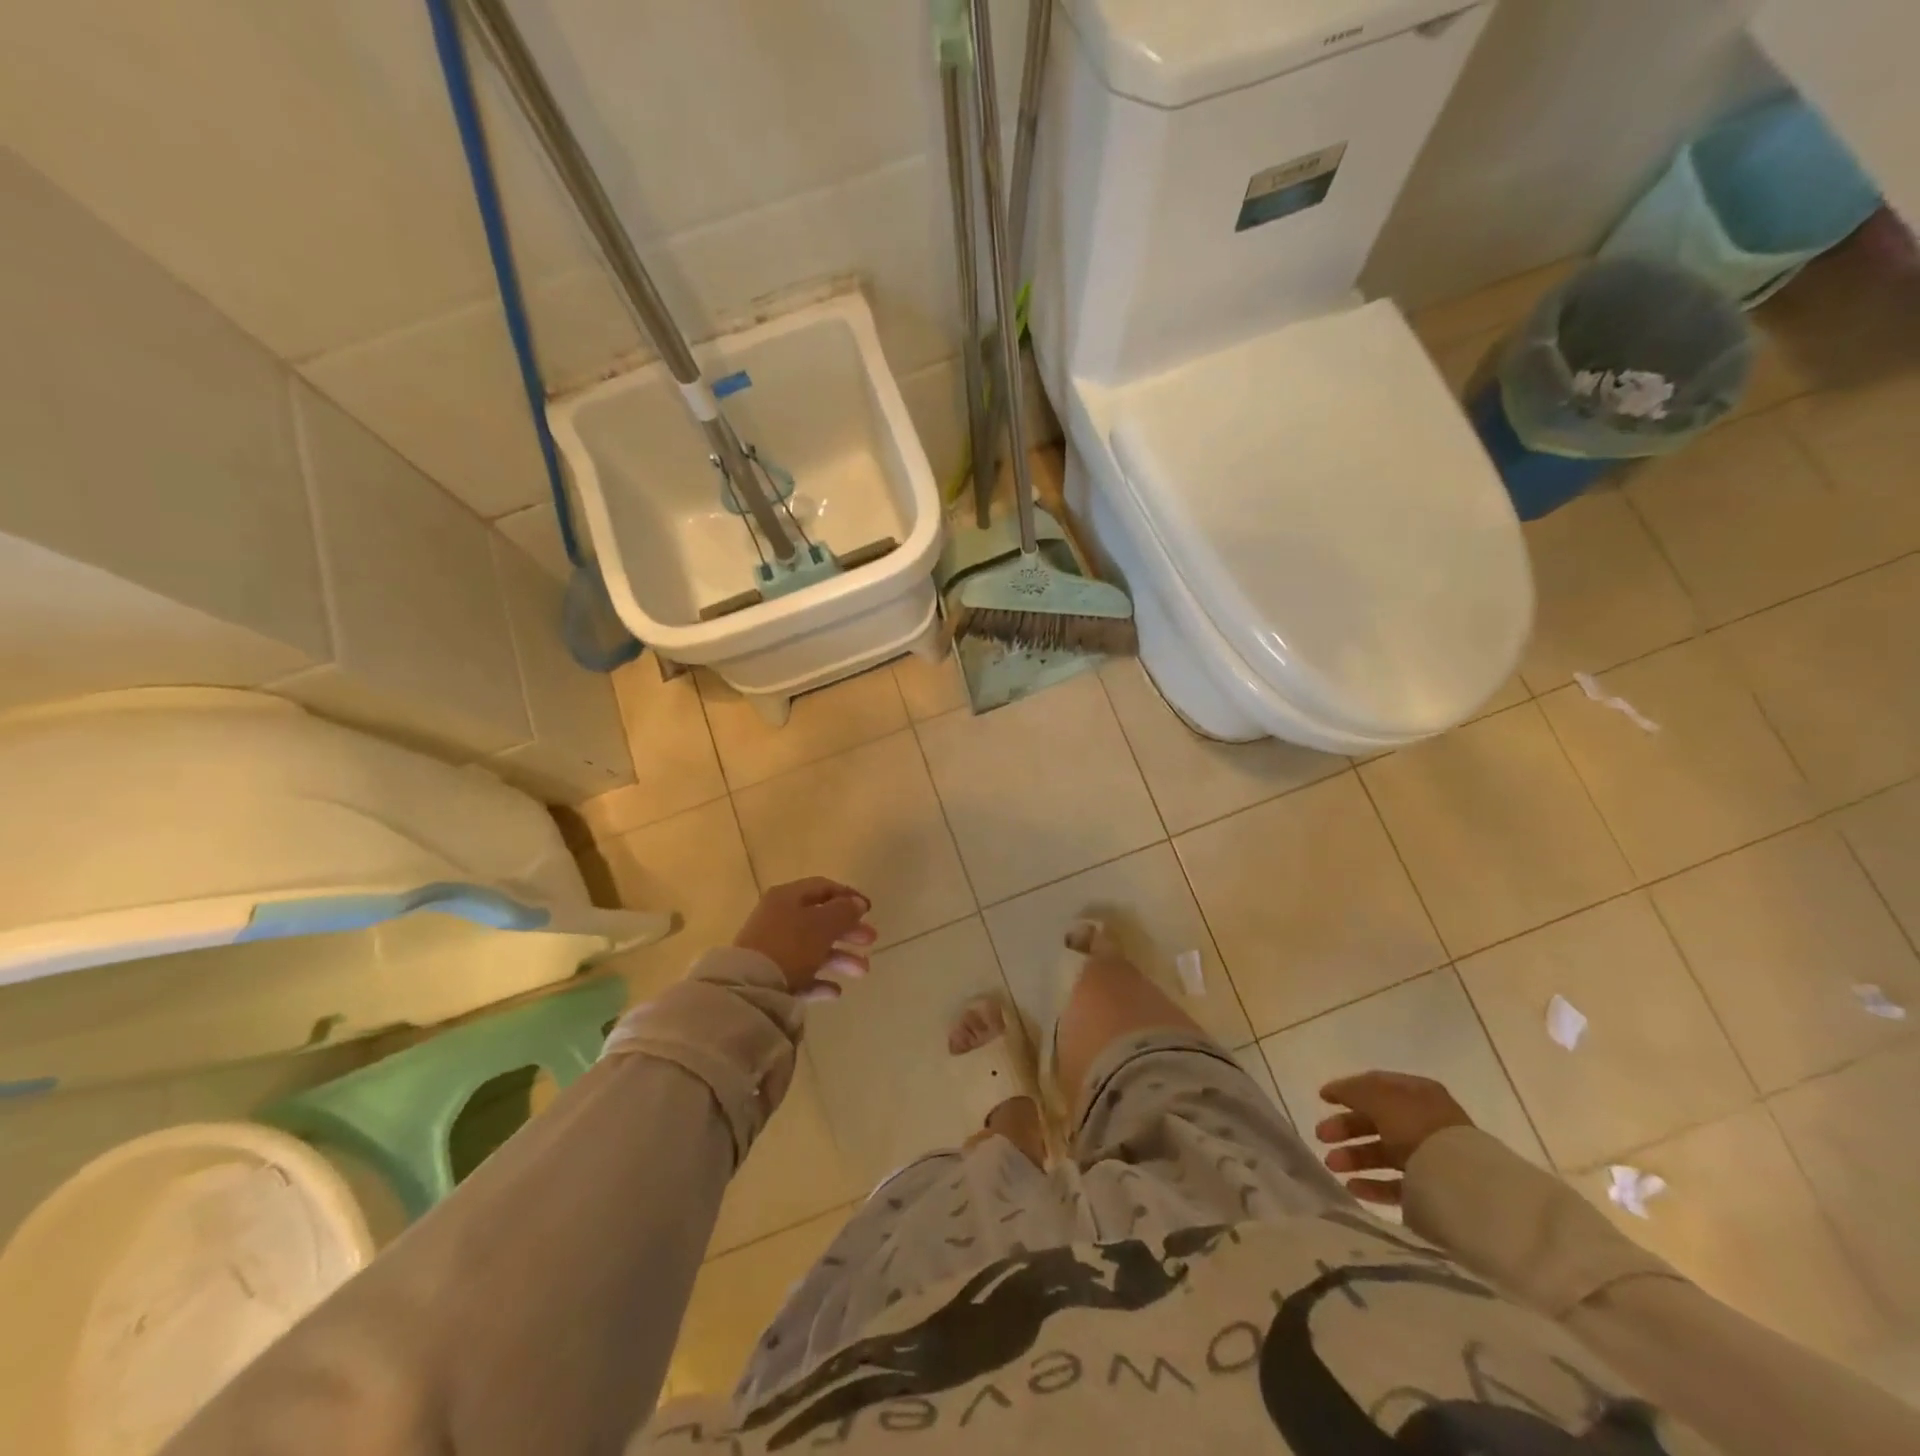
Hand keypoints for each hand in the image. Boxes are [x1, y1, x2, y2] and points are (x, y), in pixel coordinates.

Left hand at [733, 879, 876, 1000]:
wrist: (749, 988)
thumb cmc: (791, 945)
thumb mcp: (823, 924)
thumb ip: (844, 912)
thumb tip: (857, 904)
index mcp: (788, 897)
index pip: (823, 887)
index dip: (848, 896)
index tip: (870, 909)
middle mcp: (778, 918)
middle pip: (820, 920)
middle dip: (848, 930)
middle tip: (871, 939)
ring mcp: (772, 949)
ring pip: (813, 949)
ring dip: (840, 958)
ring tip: (863, 971)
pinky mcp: (769, 977)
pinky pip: (800, 975)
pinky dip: (819, 981)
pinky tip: (835, 992)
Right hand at [1314, 1071, 1473, 1205]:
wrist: (1461, 1182)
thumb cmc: (1416, 1126)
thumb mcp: (1378, 1096)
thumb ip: (1352, 1090)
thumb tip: (1334, 1091)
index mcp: (1417, 1093)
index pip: (1376, 1086)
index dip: (1347, 1090)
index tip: (1322, 1099)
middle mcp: (1425, 1122)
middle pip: (1376, 1121)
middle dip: (1346, 1128)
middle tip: (1320, 1136)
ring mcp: (1430, 1158)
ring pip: (1383, 1153)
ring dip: (1354, 1157)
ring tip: (1331, 1165)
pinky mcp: (1432, 1191)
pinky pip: (1396, 1184)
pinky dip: (1372, 1185)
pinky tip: (1352, 1187)